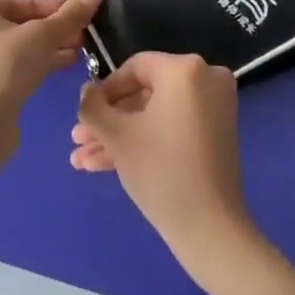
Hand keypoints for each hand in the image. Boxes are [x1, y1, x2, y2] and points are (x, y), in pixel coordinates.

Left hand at [0, 0, 102, 125]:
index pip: (19, 1)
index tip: (82, 12)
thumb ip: (70, 14)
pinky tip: (60, 67)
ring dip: (45, 48)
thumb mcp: (42, 36)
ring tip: (78, 52)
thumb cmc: (4, 68)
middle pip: (16, 24)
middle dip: (52, 30)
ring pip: (12, 48)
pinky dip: (30, 65)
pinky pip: (5, 68)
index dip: (55, 6)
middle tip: (82, 36)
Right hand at [71, 51, 258, 277]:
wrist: (209, 227)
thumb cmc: (160, 170)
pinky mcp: (216, 133)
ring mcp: (214, 107)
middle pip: (144, 94)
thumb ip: (93, 107)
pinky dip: (145, 141)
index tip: (83, 114)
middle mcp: (205, 78)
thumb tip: (86, 90)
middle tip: (78, 141)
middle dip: (108, 120)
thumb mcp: (117, 136)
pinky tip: (104, 164)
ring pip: (156, 114)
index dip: (104, 91)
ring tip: (83, 160)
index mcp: (185, 69)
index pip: (135, 67)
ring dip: (119, 135)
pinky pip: (173, 126)